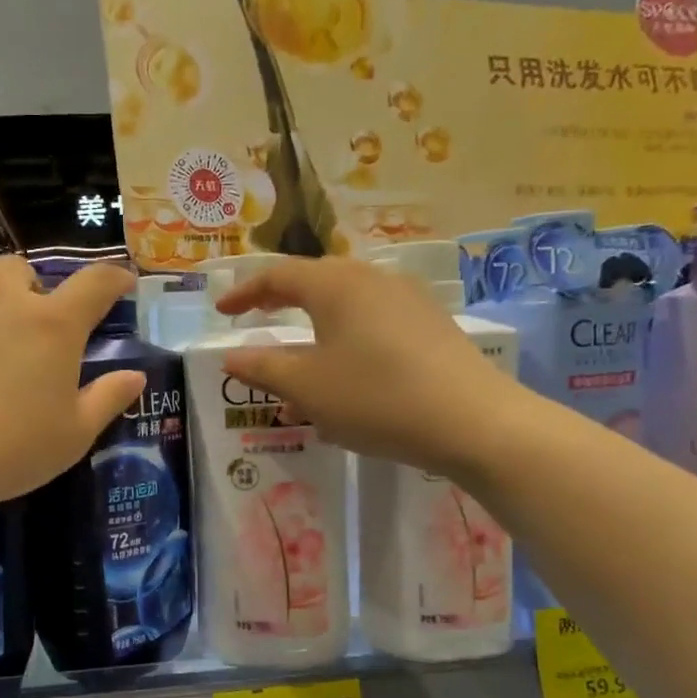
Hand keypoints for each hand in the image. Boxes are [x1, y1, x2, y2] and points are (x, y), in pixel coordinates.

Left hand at [0, 251, 143, 511]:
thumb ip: (107, 400)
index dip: (113, 278)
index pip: (96, 284)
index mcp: (54, 325)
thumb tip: (136, 375)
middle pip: (24, 270)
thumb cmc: (5, 451)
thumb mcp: (72, 437)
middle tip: (21, 329)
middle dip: (28, 293)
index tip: (120, 282)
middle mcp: (5, 293)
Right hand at [215, 256, 526, 472]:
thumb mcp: (307, 387)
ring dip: (313, 328)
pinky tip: (343, 379)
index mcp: (336, 285)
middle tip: (255, 316)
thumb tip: (231, 357)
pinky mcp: (431, 326)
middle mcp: (372, 279)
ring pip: (346, 306)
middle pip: (315, 281)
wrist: (474, 421)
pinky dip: (345, 342)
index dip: (244, 291)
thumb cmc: (376, 398)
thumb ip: (263, 368)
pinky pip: (373, 324)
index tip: (221, 311)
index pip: (277, 276)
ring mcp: (408, 300)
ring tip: (296, 360)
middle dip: (280, 300)